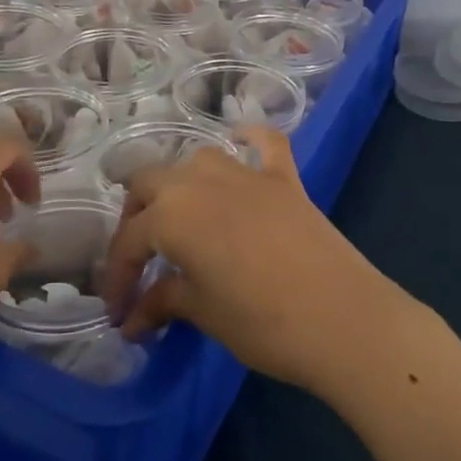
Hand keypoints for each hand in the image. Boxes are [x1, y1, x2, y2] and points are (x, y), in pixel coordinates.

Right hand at [101, 127, 413, 393]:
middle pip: (151, 184)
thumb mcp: (203, 312)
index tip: (118, 310)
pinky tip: (241, 143)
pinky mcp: (285, 178)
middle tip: (140, 260)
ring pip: (197, 160)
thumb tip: (133, 319)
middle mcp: (202, 180)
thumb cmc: (261, 321)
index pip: (130, 240)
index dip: (118, 276)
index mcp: (172, 213)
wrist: (342, 316)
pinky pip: (263, 143)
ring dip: (180, 184)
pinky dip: (249, 139)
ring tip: (177, 219)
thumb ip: (163, 302)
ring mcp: (247, 173)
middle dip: (136, 219)